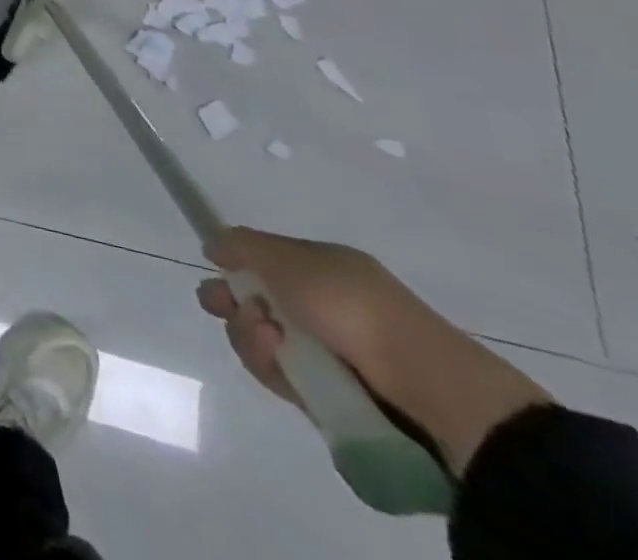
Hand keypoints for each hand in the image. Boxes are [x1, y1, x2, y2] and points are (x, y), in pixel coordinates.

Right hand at [198, 227, 548, 474]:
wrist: (425, 386)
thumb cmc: (350, 306)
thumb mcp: (288, 259)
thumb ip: (242, 245)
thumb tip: (212, 244)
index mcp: (322, 269)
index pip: (264, 262)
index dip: (235, 265)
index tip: (212, 269)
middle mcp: (323, 306)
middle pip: (256, 302)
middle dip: (232, 304)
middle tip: (220, 308)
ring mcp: (327, 353)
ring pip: (262, 340)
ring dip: (251, 336)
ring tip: (268, 341)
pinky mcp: (327, 394)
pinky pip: (282, 376)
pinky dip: (272, 368)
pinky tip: (280, 364)